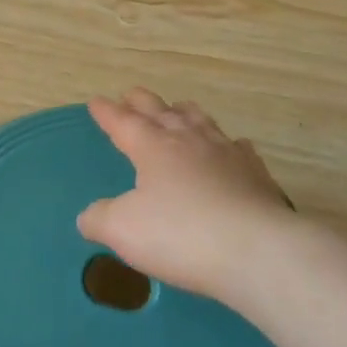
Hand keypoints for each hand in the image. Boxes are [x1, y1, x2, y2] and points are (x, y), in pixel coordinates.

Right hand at [77, 89, 295, 299]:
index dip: (107, 112)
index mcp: (153, 148)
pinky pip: (236, 148)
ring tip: (177, 108)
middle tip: (131, 95)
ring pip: (201, 122)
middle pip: (162, 112)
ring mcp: (227, 154)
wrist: (257, 251)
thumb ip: (99, 218)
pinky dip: (225, 143)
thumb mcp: (122, 230)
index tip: (96, 101)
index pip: (124, 122)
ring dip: (184, 113)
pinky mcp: (256, 175)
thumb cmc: (180, 235)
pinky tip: (229, 147)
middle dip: (143, 103)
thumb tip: (89, 215)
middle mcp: (190, 141)